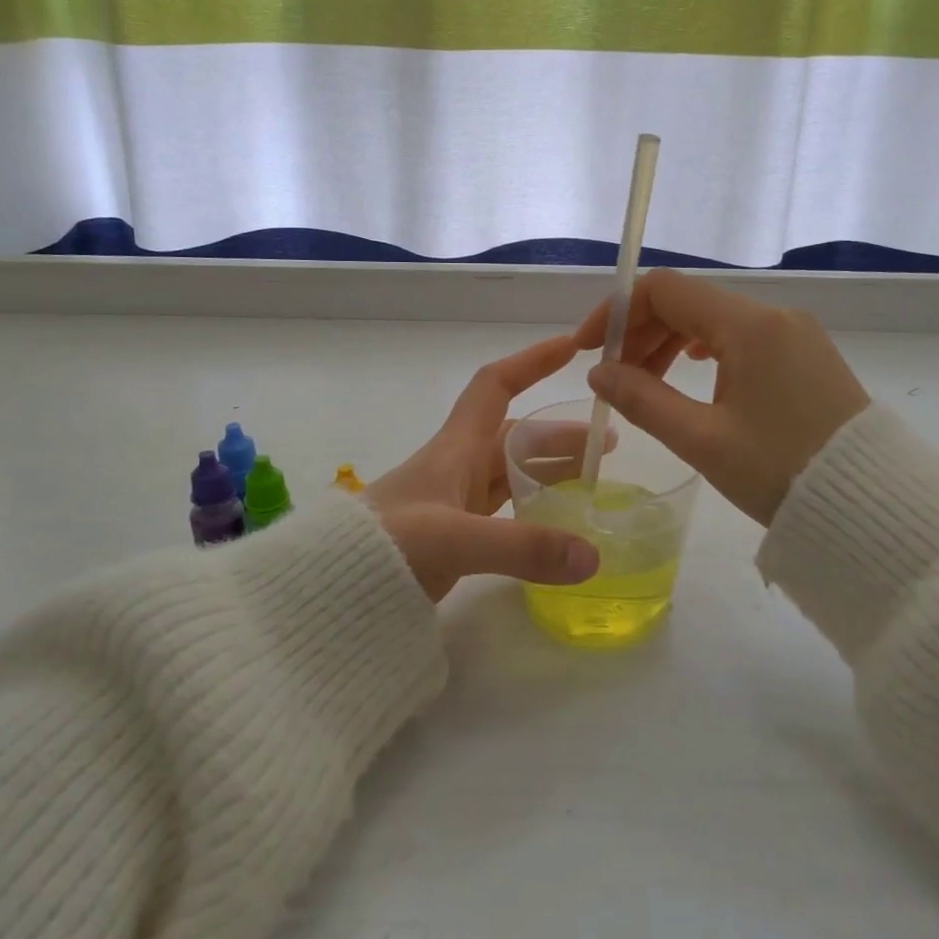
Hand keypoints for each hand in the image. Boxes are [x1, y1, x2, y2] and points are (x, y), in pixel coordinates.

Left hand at [366, 335, 602, 601]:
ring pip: (513, 474)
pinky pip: (505, 511)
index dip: (531, 362)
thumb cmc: (385, 546)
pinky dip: (534, 511)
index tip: (571, 348)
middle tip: (608, 446)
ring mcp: (455, 503)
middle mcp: (458, 467)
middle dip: (561, 434)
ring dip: (552, 472)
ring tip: (594, 482)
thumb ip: (522, 546)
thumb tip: (593, 554)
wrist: (330, 590)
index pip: (496, 386)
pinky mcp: (455, 536)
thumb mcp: (453, 540)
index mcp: (456, 448)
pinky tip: (557, 526)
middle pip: (517, 436)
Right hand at [574, 270, 869, 525]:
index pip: (664, 290)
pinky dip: (705, 351)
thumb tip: (599, 372)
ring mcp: (795, 334)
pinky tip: (694, 375)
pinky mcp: (807, 355)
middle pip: (689, 302)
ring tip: (646, 384)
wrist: (872, 505)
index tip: (589, 349)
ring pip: (715, 319)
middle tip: (614, 377)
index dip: (617, 312)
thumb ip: (642, 399)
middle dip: (641, 331)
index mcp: (749, 326)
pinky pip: (743, 337)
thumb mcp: (702, 440)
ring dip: (671, 342)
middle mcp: (774, 316)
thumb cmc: (781, 472)